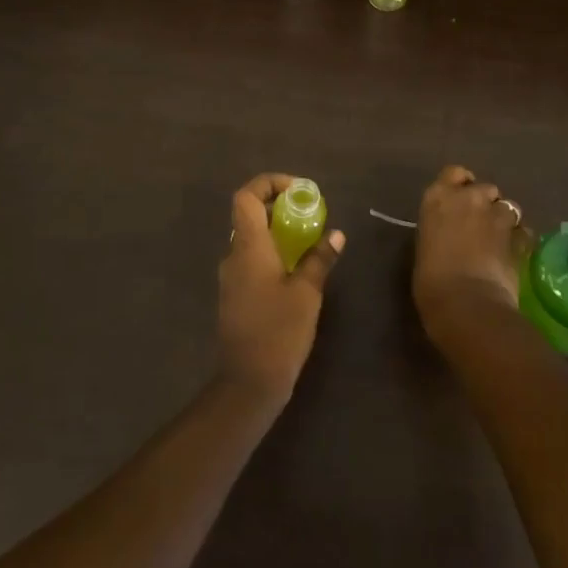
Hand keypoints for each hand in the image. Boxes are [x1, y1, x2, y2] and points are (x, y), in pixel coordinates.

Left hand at [216, 173, 344, 408]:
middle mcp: (234, 255)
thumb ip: (319, 259)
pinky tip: (297, 269)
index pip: (247, 196)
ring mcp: (232, 277)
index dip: (270, 183)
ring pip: (251, 238)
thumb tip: (336, 234)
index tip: (299, 191)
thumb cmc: (278, 331)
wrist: (248, 383)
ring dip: (277, 230)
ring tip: (309, 239)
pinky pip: (252, 259)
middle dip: (279, 205)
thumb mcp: (307, 293)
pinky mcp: (236, 295)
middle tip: (310, 213)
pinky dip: (273, 252)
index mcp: (248, 247)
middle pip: (249, 214)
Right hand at [412, 165, 526, 334]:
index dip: (462, 184)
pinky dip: (521, 239)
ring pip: (509, 207)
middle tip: (481, 225)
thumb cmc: (430, 279)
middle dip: (486, 203)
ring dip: (506, 220)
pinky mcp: (519, 238)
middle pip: (486, 188)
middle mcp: (469, 198)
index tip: (461, 200)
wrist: (465, 302)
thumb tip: (451, 236)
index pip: (454, 173)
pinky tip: (516, 253)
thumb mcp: (426, 246)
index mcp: (438, 197)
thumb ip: (442, 230)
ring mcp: (497, 216)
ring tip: (501, 241)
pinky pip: (524, 232)